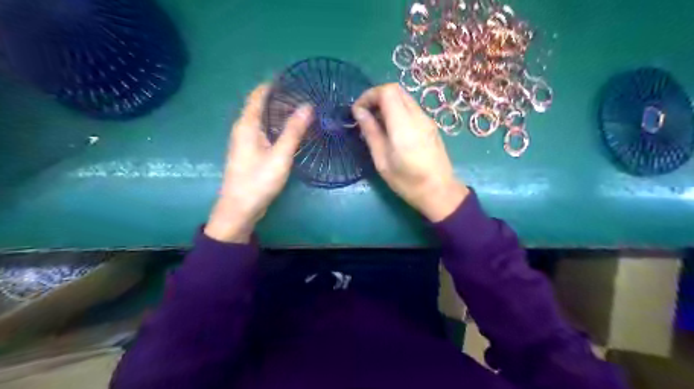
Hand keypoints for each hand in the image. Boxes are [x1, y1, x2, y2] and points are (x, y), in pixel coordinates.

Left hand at [204, 85, 312, 242]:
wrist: (239, 209)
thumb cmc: (258, 181)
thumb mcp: (280, 155)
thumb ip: (293, 131)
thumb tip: (307, 106)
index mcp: (247, 124)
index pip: (258, 95)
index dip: (273, 85)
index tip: (293, 79)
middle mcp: (243, 129)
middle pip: (260, 105)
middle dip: (280, 98)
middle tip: (304, 96)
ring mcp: (245, 141)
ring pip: (263, 120)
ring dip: (279, 113)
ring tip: (302, 111)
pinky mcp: (250, 153)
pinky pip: (264, 132)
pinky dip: (277, 127)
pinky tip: (291, 132)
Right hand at [353, 84, 471, 222]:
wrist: (439, 192)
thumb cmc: (407, 181)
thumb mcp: (382, 160)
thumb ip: (371, 132)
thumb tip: (359, 112)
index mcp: (404, 125)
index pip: (387, 91)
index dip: (369, 95)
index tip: (358, 111)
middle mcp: (418, 116)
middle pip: (396, 90)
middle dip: (376, 97)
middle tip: (365, 115)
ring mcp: (427, 119)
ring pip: (404, 98)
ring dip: (386, 104)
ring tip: (376, 123)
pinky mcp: (430, 125)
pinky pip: (411, 108)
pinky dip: (397, 110)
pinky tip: (391, 129)